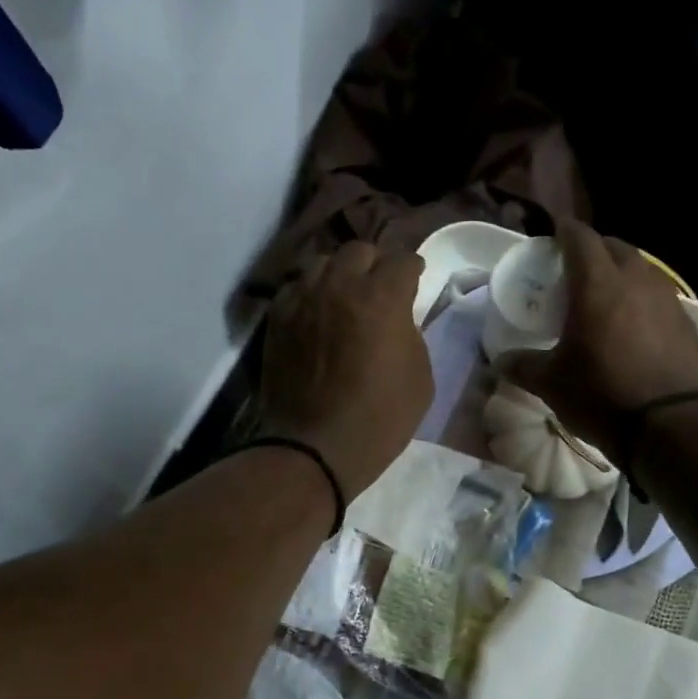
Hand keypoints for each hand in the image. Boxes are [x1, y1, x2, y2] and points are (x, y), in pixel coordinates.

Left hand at [259, 242, 432, 497]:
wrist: (316, 447)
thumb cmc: (380, 418)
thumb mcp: (420, 376)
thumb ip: (411, 333)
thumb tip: (397, 318)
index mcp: (382, 297)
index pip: (402, 260)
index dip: (413, 269)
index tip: (415, 278)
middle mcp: (340, 286)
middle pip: (359, 251)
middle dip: (374, 264)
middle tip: (379, 287)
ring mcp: (303, 299)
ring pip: (322, 263)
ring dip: (339, 274)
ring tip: (344, 295)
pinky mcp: (277, 318)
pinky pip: (295, 288)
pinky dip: (310, 293)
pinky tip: (316, 313)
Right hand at [496, 220, 697, 460]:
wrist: (673, 426)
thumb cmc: (603, 395)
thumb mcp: (552, 384)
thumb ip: (523, 366)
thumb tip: (500, 362)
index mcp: (597, 285)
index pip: (580, 238)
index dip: (565, 231)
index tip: (554, 234)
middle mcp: (636, 281)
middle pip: (616, 247)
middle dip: (596, 250)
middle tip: (577, 268)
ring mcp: (668, 300)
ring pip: (642, 270)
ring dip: (622, 274)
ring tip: (606, 296)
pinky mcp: (688, 324)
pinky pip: (660, 298)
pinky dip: (642, 301)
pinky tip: (634, 326)